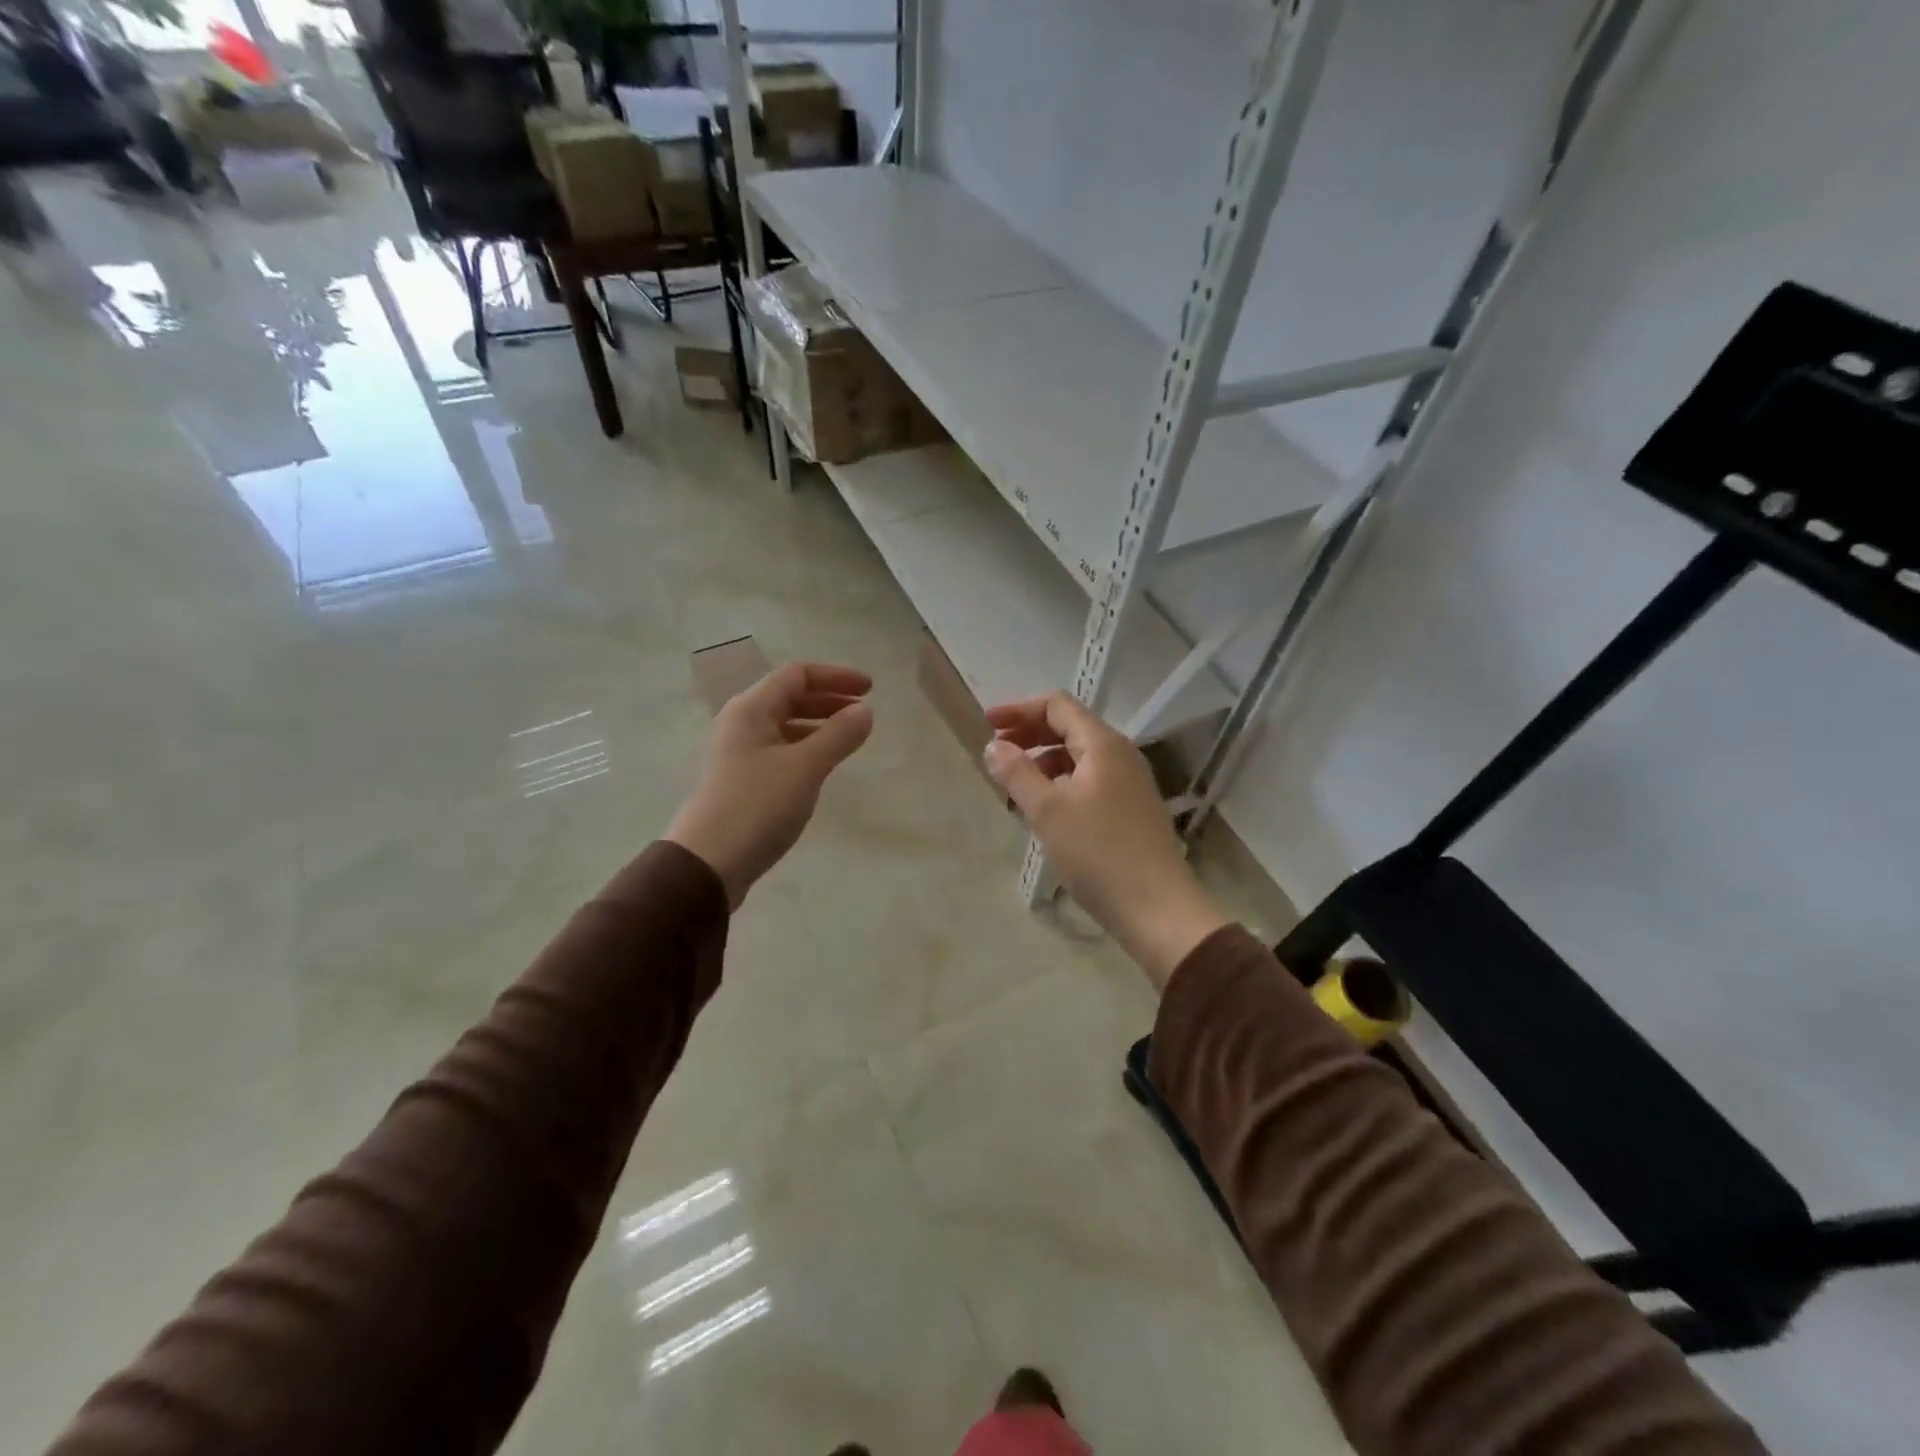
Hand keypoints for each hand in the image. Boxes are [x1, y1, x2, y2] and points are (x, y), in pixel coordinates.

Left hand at [666, 662, 873, 907]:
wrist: (708, 863)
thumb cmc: (757, 806)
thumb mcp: (806, 768)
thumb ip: (839, 735)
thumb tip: (864, 711)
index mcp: (751, 709)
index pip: (797, 675)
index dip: (836, 676)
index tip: (870, 689)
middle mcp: (741, 723)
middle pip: (789, 697)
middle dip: (829, 699)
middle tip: (864, 712)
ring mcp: (738, 753)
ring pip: (784, 725)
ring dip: (818, 725)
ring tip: (849, 739)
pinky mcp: (741, 780)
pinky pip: (779, 750)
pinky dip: (805, 748)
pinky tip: (822, 766)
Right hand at [983, 692, 1228, 988]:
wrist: (1156, 908)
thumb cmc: (1098, 853)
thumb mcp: (1048, 810)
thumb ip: (1017, 772)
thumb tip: (994, 746)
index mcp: (1103, 744)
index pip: (1057, 706)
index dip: (1018, 709)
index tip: (986, 724)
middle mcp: (1120, 755)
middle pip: (1069, 728)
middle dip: (1029, 734)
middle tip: (995, 752)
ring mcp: (1129, 783)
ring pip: (1078, 757)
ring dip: (1043, 761)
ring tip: (1014, 785)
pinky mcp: (1131, 809)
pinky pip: (1089, 781)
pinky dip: (1060, 783)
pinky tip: (1044, 810)